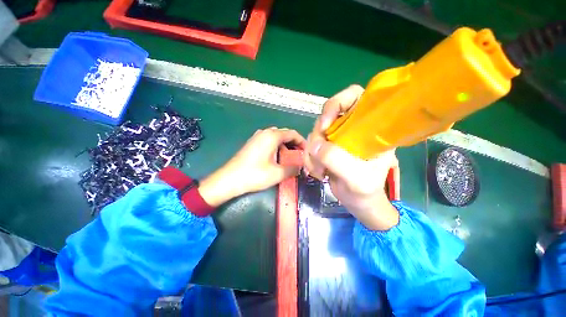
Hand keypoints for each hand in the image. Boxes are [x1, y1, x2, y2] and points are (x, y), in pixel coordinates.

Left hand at [199, 128, 305, 206]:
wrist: (229, 179)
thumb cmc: (254, 175)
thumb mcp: (277, 174)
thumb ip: (293, 169)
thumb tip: (301, 167)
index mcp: (272, 136)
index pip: (293, 133)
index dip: (302, 142)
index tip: (308, 151)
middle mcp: (265, 132)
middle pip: (285, 134)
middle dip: (294, 144)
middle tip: (300, 156)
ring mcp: (257, 137)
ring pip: (277, 137)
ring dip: (285, 145)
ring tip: (290, 157)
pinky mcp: (252, 143)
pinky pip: (269, 141)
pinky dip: (277, 147)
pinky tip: (277, 157)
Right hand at [304, 85, 399, 230]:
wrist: (358, 201)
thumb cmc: (365, 190)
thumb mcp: (356, 177)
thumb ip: (336, 159)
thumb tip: (314, 145)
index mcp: (370, 127)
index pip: (354, 96)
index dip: (337, 103)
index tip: (325, 126)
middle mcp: (352, 127)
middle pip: (327, 115)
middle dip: (319, 136)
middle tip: (318, 155)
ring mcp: (338, 137)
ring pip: (316, 132)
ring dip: (312, 151)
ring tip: (319, 171)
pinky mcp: (327, 147)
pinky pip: (311, 145)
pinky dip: (309, 158)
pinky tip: (317, 171)